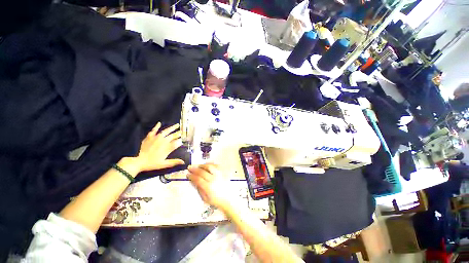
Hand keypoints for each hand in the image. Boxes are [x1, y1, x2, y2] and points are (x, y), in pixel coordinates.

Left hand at [135, 122, 183, 171]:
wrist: (139, 162)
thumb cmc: (152, 163)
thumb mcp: (164, 164)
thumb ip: (174, 162)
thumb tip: (183, 162)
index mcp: (168, 148)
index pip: (177, 142)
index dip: (180, 141)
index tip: (183, 139)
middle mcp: (163, 141)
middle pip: (173, 136)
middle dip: (178, 134)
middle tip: (181, 132)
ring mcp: (156, 138)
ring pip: (166, 131)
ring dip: (172, 128)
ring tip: (177, 125)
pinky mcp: (150, 137)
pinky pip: (154, 130)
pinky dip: (157, 126)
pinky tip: (159, 123)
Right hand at [187, 164, 232, 210]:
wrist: (228, 198)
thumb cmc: (216, 200)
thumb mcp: (205, 198)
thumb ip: (198, 189)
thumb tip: (193, 181)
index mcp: (208, 187)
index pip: (198, 179)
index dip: (191, 176)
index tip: (188, 174)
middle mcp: (214, 179)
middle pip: (202, 172)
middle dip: (195, 169)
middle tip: (190, 167)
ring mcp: (219, 175)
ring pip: (209, 166)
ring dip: (202, 165)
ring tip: (197, 166)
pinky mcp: (223, 172)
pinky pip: (216, 165)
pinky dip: (210, 164)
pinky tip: (206, 165)